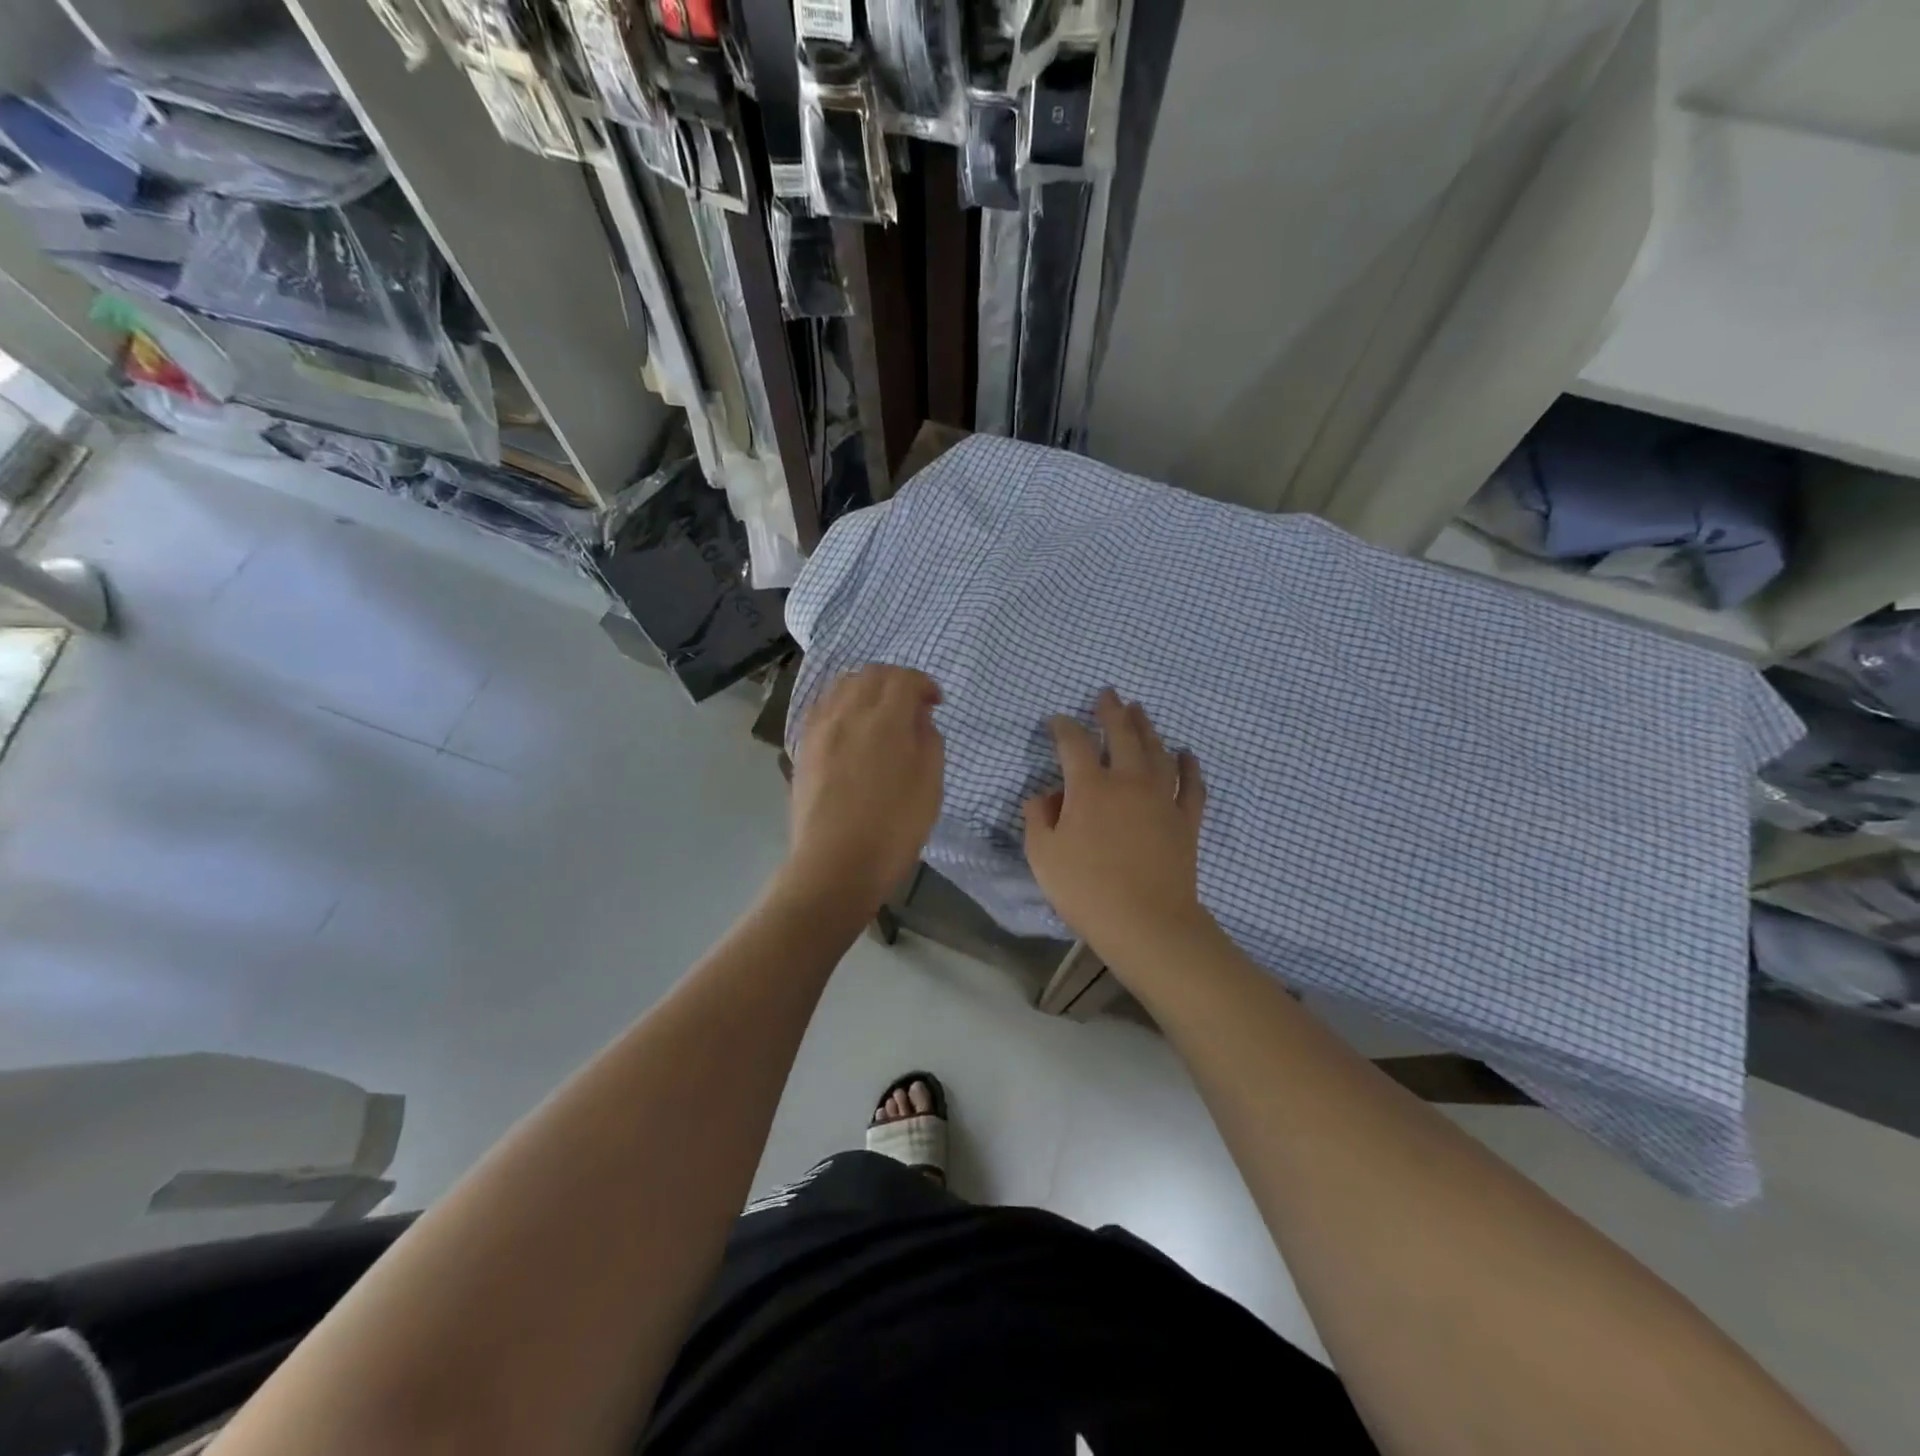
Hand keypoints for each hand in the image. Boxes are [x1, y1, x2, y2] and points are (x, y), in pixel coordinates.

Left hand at [786, 665, 944, 908]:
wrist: (835, 865)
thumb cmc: (893, 828)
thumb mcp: (930, 784)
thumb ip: (928, 740)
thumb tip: (917, 718)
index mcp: (885, 719)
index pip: (904, 678)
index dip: (924, 684)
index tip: (936, 704)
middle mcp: (848, 713)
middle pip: (871, 674)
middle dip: (896, 681)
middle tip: (911, 705)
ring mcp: (819, 729)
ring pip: (842, 686)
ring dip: (866, 689)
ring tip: (879, 714)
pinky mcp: (802, 748)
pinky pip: (822, 708)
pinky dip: (841, 706)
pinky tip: (850, 729)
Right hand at [1023, 689, 1213, 960]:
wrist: (1147, 922)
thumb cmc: (1087, 889)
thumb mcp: (1043, 856)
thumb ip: (1038, 818)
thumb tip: (1044, 795)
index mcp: (1090, 788)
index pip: (1074, 744)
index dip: (1063, 727)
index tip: (1056, 720)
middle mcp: (1128, 782)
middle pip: (1122, 734)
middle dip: (1112, 710)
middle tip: (1108, 693)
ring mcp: (1162, 799)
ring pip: (1157, 751)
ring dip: (1147, 728)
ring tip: (1140, 711)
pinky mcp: (1186, 820)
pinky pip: (1191, 785)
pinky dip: (1189, 766)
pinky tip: (1186, 754)